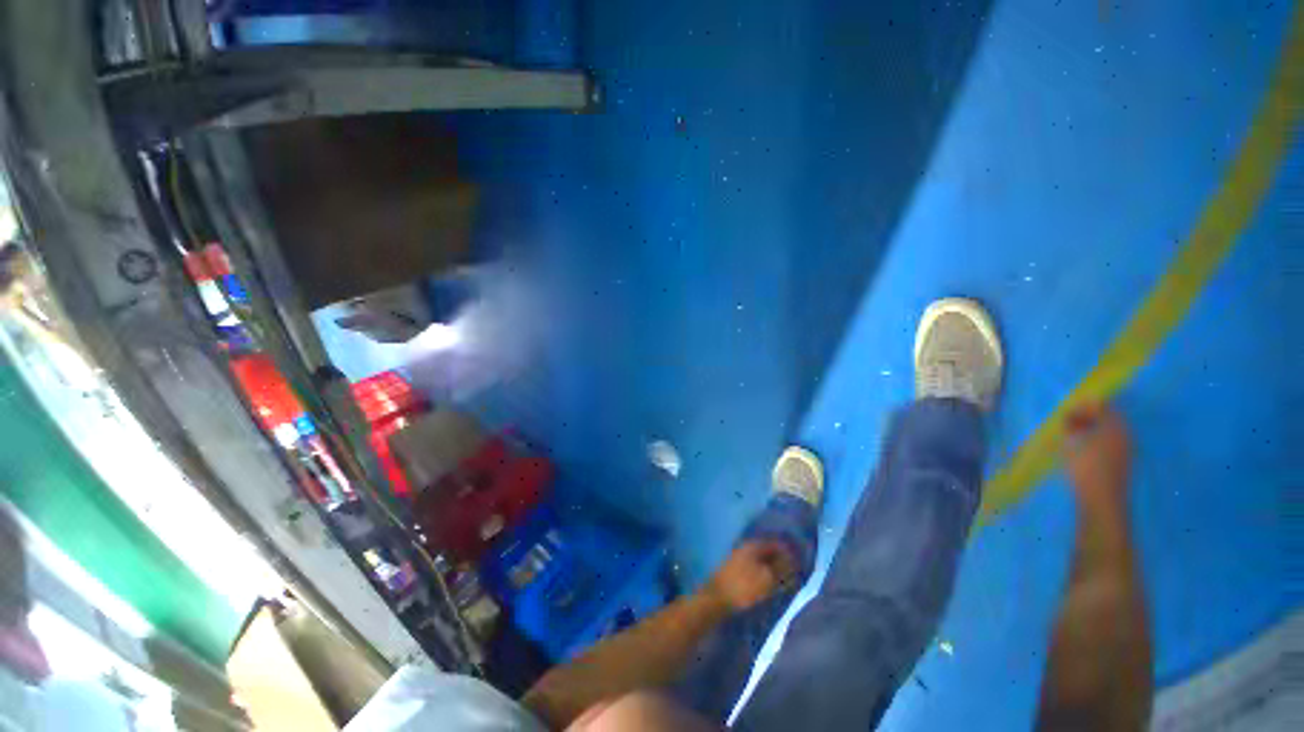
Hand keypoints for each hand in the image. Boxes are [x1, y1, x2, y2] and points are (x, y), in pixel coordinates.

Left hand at [704, 540, 797, 612]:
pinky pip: (754, 567)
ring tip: (783, 580)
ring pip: (761, 559)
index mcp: (754, 545)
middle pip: (768, 551)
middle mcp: (746, 547)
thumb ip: (781, 568)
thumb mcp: (767, 578)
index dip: (789, 552)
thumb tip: (793, 560)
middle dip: (781, 560)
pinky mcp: (735, 569)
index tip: (800, 563)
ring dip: (772, 567)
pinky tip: (768, 583)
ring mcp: (739, 557)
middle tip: (794, 574)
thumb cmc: (744, 586)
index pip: (776, 543)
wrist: (716, 598)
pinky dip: (763, 573)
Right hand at [1061, 402, 1131, 515]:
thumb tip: (1069, 415)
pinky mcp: (1119, 464)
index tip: (1068, 408)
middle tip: (1066, 422)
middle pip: (1106, 420)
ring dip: (1088, 432)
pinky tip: (1078, 450)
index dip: (1086, 405)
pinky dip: (1092, 443)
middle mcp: (1124, 435)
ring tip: (1069, 437)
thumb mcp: (1072, 440)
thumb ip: (1071, 424)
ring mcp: (1124, 451)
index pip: (1104, 407)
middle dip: (1086, 419)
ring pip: (1105, 434)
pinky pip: (1105, 446)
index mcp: (1116, 426)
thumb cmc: (1086, 464)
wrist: (1101, 498)